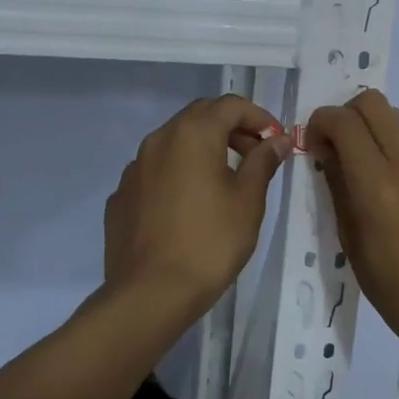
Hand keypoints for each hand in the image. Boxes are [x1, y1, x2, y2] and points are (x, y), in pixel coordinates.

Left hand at [102, 95, 289, 320]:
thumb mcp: (248, 201)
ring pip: (174, 142)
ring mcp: (134, 168)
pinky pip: (155, 171)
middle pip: (199, 116)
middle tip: (255, 155)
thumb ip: (262, 162)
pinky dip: (178, 173)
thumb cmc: (210, 242)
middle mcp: (158, 140)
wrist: (150, 293)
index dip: (259, 117)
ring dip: (203, 149)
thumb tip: (276, 140)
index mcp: (192, 134)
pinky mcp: (122, 195)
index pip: (230, 105)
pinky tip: (189, 206)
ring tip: (224, 181)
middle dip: (231, 128)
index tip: (276, 140)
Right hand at [307, 90, 398, 348]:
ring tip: (372, 168)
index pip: (343, 121)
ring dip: (376, 131)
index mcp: (378, 186)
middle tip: (340, 146)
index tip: (314, 144)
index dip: (320, 122)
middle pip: (373, 102)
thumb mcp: (352, 243)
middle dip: (348, 115)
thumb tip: (326, 152)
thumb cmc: (398, 293)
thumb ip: (338, 188)